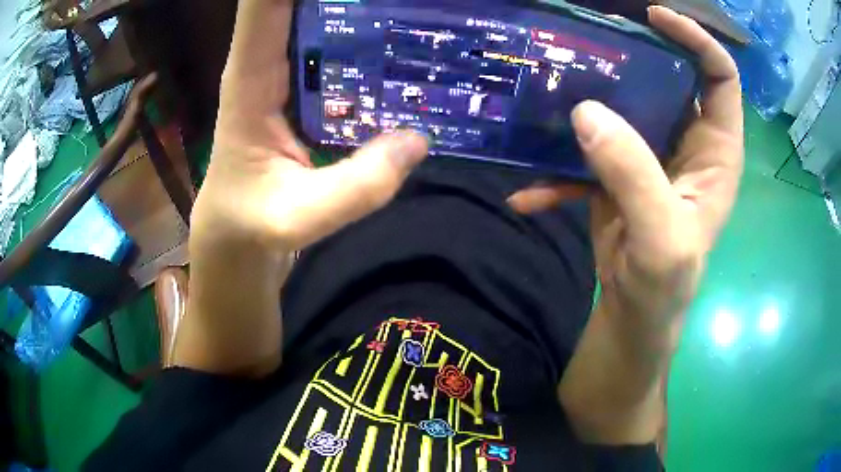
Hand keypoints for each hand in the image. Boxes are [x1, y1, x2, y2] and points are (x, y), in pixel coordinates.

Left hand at [177, 0, 426, 375]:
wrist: (236, 242)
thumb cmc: (248, 228)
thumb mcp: (295, 219)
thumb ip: (355, 187)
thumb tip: (419, 140)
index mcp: (249, 79)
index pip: (264, 4)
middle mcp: (266, 64)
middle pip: (297, 1)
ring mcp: (288, 74)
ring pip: (320, 17)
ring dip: (358, 8)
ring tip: (411, 5)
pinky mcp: (305, 91)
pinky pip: (336, 48)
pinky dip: (366, 34)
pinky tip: (403, 36)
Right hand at [509, 6, 743, 347]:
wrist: (633, 318)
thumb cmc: (665, 287)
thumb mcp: (662, 239)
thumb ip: (634, 175)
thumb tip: (587, 113)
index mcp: (716, 151)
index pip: (719, 76)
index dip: (695, 39)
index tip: (653, 17)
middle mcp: (687, 142)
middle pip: (668, 76)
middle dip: (634, 52)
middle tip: (589, 37)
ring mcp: (649, 153)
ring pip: (625, 102)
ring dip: (588, 95)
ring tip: (548, 88)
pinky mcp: (616, 170)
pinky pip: (588, 151)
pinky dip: (556, 169)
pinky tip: (527, 194)